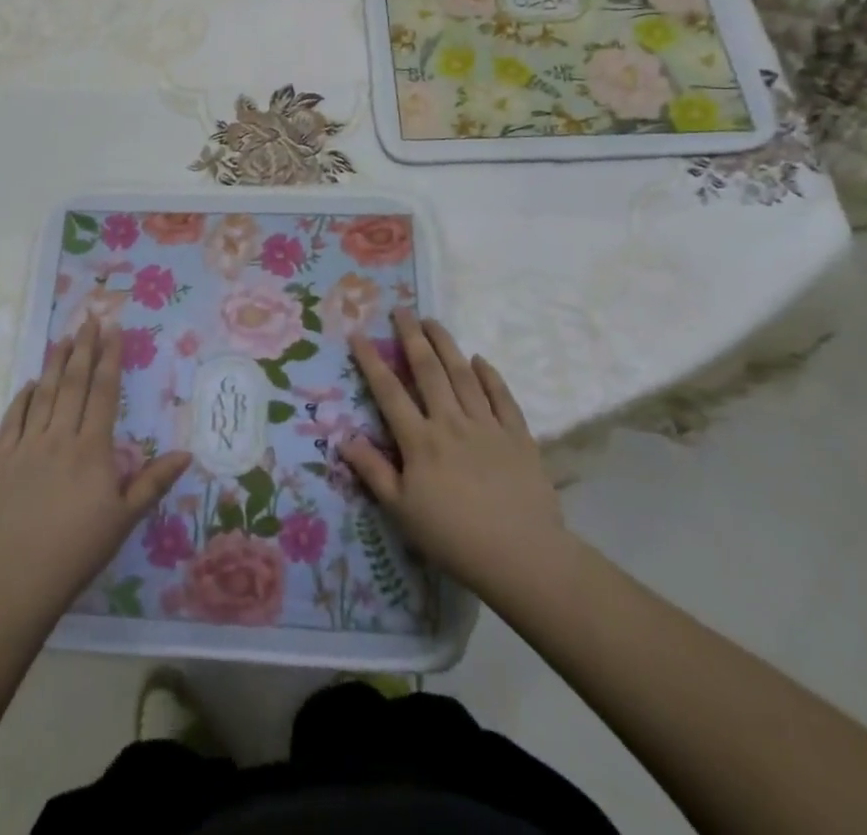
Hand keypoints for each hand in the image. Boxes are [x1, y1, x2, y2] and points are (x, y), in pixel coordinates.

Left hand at [0, 318, 192, 627]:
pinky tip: (30, 383)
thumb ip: (153, 482)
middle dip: (84, 347)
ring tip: (64, 338)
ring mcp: (27, 446)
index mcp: (92, 448)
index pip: (104, 391)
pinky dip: (22, 397)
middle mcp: (59, 437)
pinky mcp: (2, 460)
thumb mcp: (124, 519)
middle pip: (74, 382)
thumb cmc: (78, 551)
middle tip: (90, 317)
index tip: (114, 328)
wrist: (16, 581)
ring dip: (55, 363)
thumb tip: (186, 452)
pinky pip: (12, 419)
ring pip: (44, 393)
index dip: (110, 357)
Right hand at [342, 311, 575, 608]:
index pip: (389, 391)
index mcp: (420, 441)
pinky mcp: (518, 435)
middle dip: (412, 337)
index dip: (371, 360)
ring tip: (433, 321)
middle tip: (401, 310)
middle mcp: (450, 422)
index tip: (358, 333)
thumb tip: (343, 437)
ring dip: (446, 344)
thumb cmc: (454, 538)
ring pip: (463, 374)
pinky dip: (490, 375)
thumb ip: (373, 471)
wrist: (522, 557)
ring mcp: (486, 425)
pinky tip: (480, 360)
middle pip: (428, 370)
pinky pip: (502, 397)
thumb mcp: (402, 511)